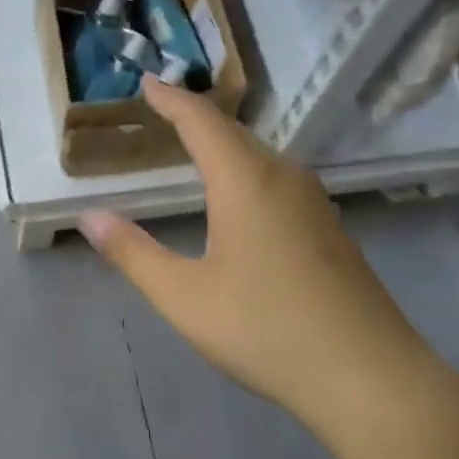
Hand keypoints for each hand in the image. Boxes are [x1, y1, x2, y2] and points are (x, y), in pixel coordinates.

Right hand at [80, 78, 458, 444]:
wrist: (369, 377)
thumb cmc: (266, 330)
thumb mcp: (184, 297)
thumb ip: (133, 253)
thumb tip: (90, 217)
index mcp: (246, 183)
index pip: (202, 122)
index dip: (171, 99)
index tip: (147, 82)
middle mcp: (284, 180)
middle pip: (235, 134)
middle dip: (196, 119)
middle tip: (163, 111)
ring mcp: (315, 205)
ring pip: (261, 158)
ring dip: (224, 147)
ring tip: (194, 149)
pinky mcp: (331, 231)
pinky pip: (279, 183)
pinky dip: (246, 174)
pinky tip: (240, 199)